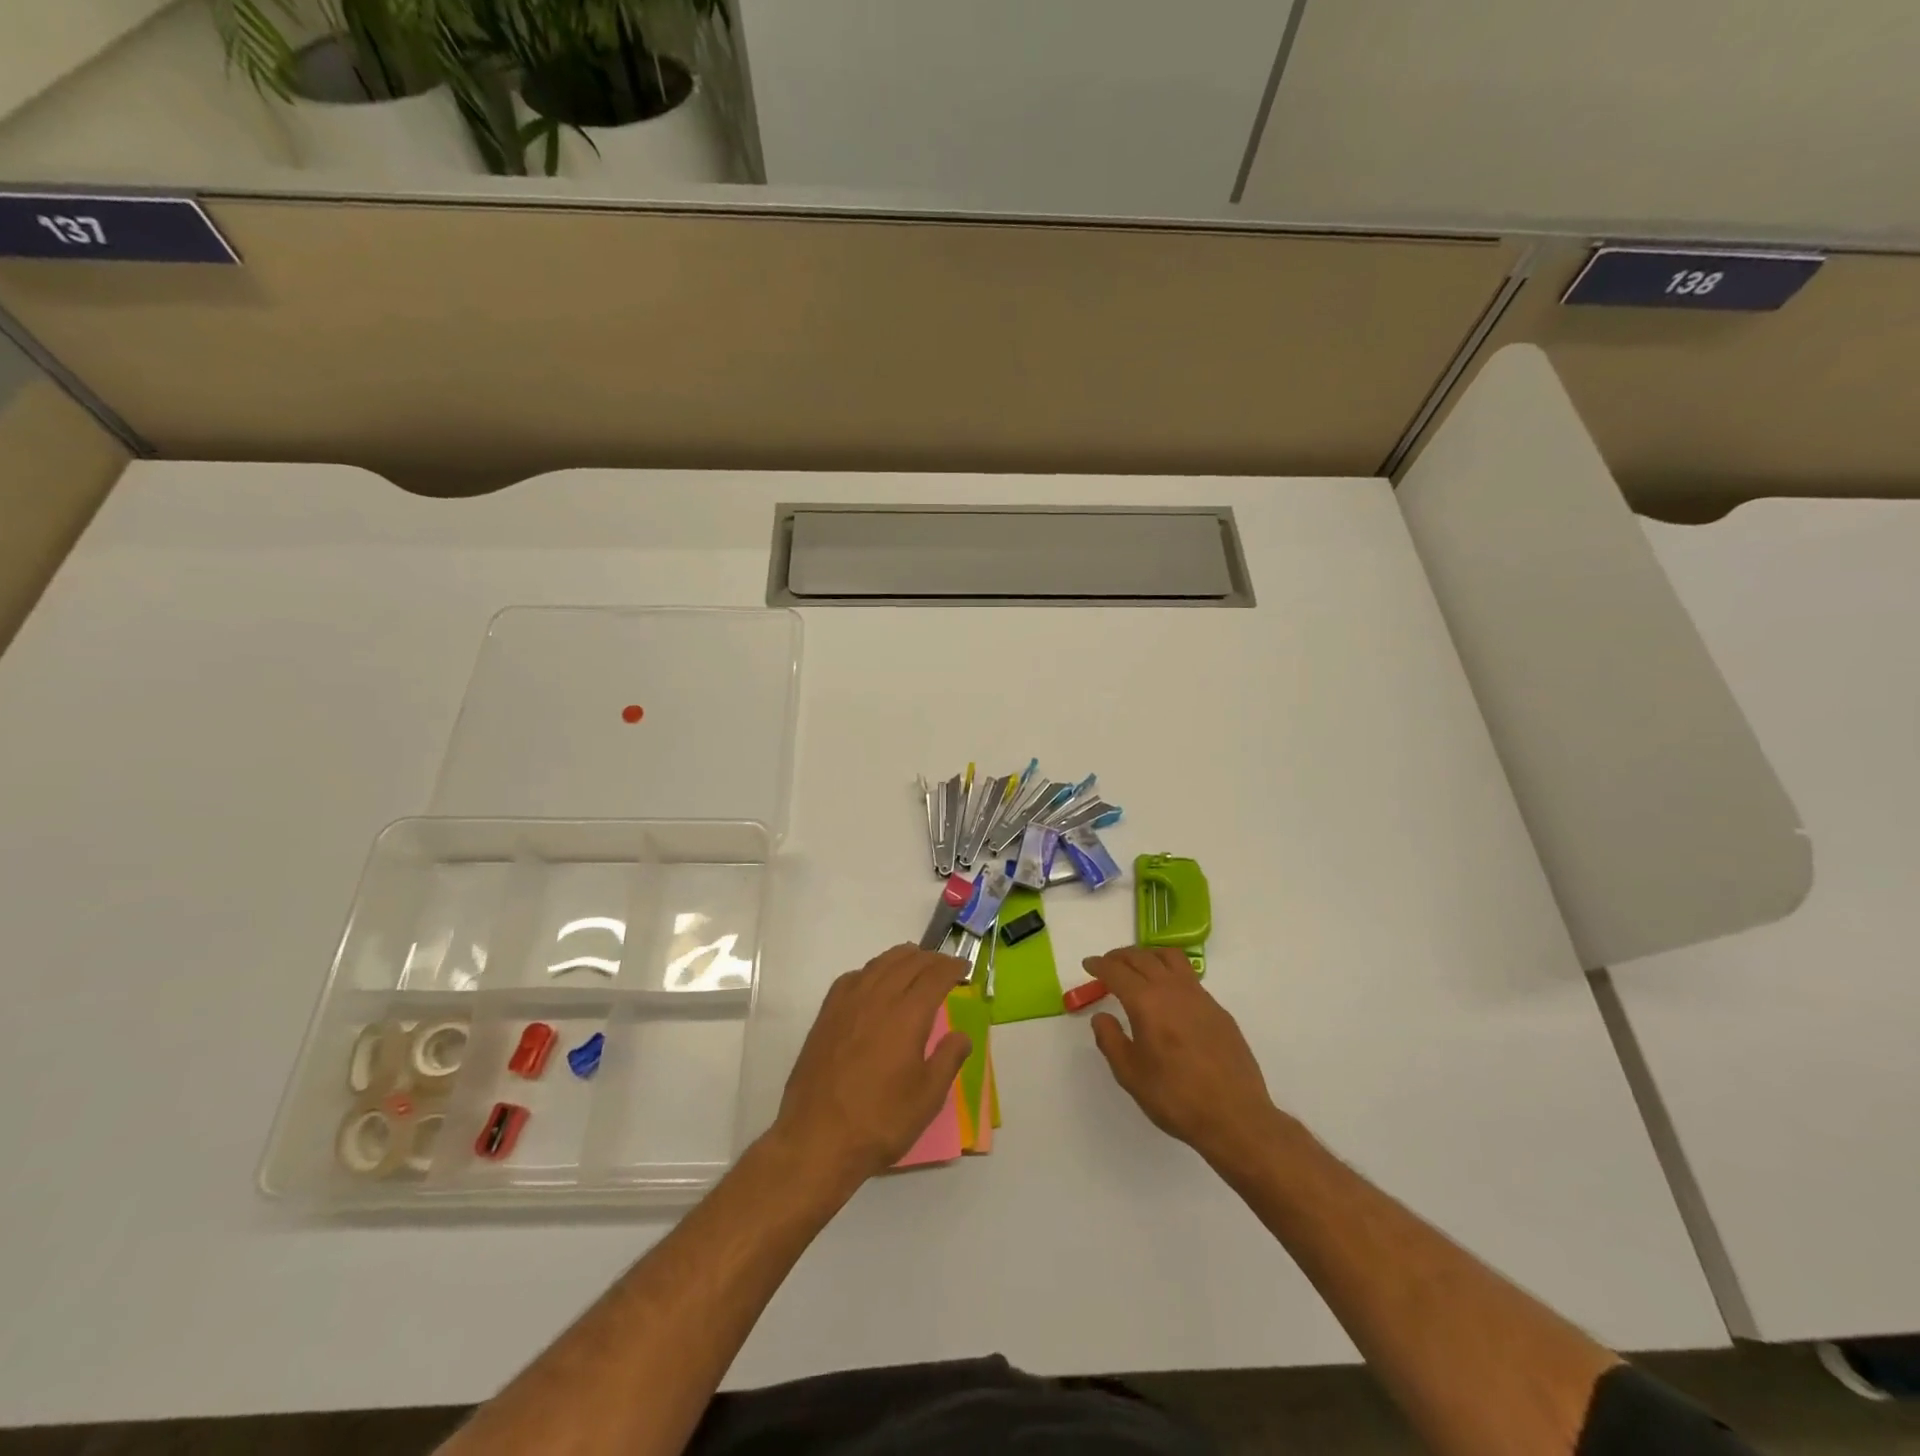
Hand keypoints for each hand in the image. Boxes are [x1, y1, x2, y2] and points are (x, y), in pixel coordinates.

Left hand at [773, 944, 972, 1186]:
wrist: (817, 1139)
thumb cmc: (880, 1121)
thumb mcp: (928, 1098)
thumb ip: (948, 1059)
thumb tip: (961, 1035)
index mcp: (907, 1015)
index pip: (934, 976)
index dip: (952, 968)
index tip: (964, 968)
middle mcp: (877, 998)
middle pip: (907, 963)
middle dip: (930, 959)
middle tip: (945, 966)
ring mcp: (848, 1004)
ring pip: (879, 964)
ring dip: (902, 958)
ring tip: (915, 963)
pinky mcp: (826, 1015)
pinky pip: (853, 978)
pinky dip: (872, 971)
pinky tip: (874, 982)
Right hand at [1082, 946, 1282, 1167]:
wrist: (1235, 1117)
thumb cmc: (1175, 1097)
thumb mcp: (1130, 1074)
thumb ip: (1110, 1040)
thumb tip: (1102, 1016)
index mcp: (1146, 1002)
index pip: (1117, 971)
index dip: (1099, 965)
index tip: (1088, 964)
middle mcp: (1172, 989)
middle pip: (1142, 957)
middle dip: (1120, 956)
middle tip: (1108, 964)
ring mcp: (1199, 997)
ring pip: (1170, 958)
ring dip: (1148, 955)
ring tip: (1138, 967)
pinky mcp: (1218, 1010)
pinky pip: (1189, 977)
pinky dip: (1170, 972)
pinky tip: (1168, 995)